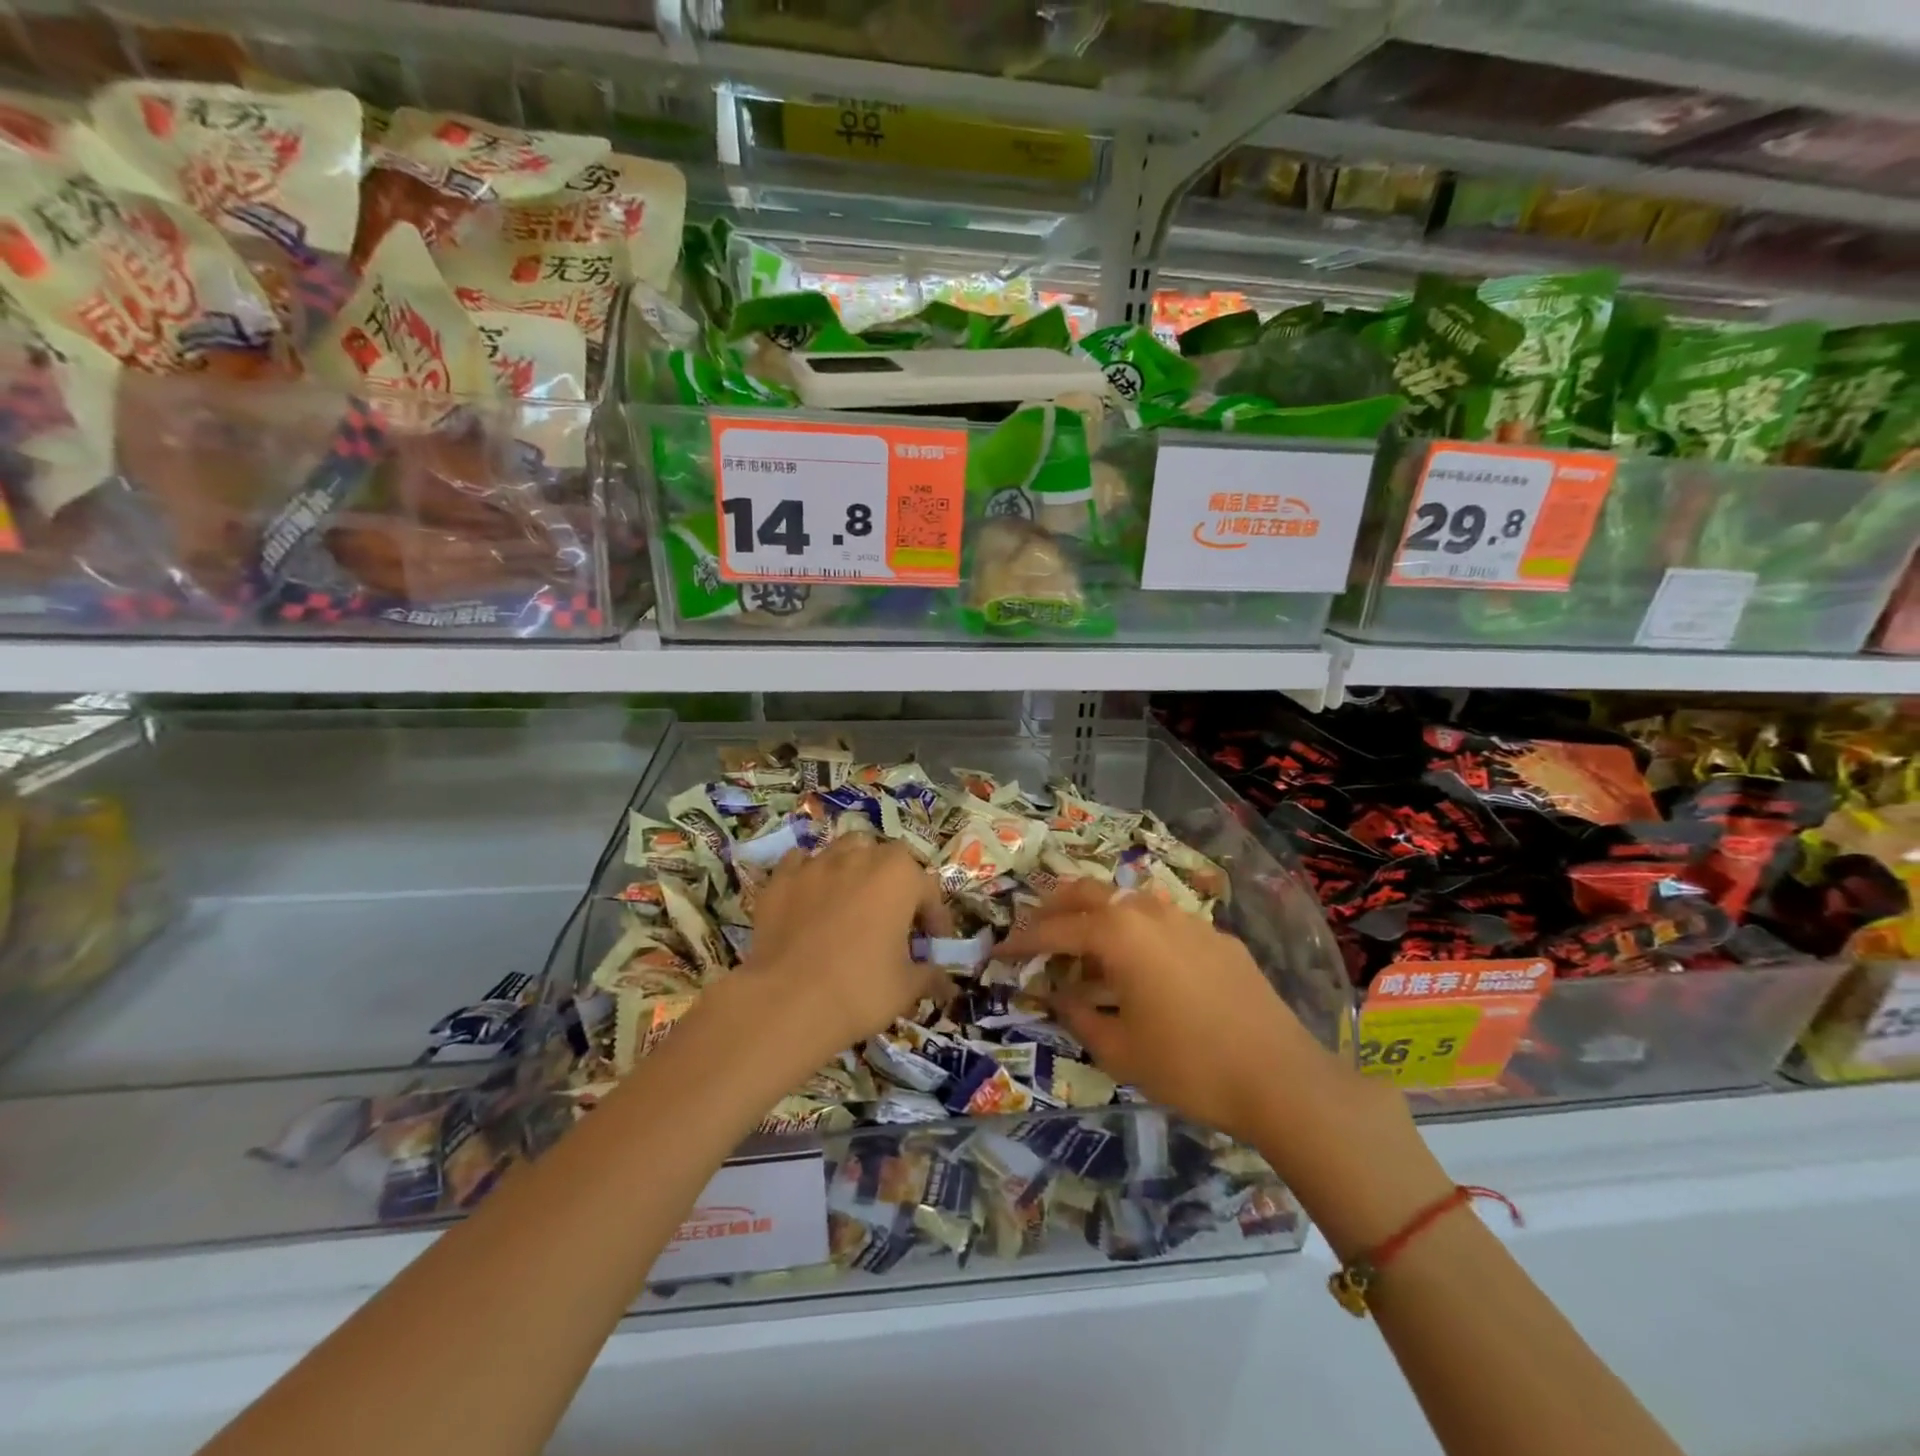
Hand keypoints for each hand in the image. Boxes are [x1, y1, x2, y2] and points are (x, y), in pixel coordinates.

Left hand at [740, 834, 953, 1056]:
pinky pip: (800, 864)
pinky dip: (811, 875)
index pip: (929, 889)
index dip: (935, 918)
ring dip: (856, 869)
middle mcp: (860, 858)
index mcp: (899, 876)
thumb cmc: (860, 989)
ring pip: (845, 851)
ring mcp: (817, 865)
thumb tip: (946, 983)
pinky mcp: (781, 880)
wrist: (786, 1002)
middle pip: (888, 858)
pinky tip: (811, 898)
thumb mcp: (907, 988)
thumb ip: (930, 976)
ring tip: (854, 901)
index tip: (933, 944)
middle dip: (897, 883)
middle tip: (895, 919)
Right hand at [997, 880, 1333, 1143]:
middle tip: (1035, 929)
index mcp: (1119, 935)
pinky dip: (1138, 933)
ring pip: (1129, 902)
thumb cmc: (1188, 1065)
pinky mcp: (1218, 938)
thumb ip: (1078, 1015)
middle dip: (1056, 906)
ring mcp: (1188, 920)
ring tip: (1086, 948)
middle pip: (1090, 892)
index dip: (1022, 941)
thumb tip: (1055, 996)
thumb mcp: (1119, 1049)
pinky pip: (1164, 922)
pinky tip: (1143, 966)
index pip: (1055, 929)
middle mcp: (1150, 913)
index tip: (997, 951)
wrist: (1281, 1077)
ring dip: (1099, 917)